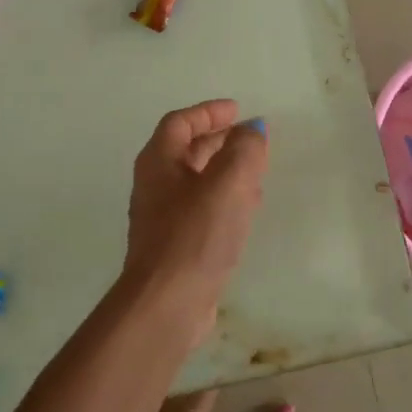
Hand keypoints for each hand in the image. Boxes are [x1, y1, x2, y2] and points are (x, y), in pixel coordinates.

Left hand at [124, 100, 269, 332]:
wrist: (168, 302)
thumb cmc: (195, 234)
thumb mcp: (228, 183)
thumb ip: (244, 150)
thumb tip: (252, 130)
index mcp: (159, 162)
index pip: (180, 123)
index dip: (209, 112)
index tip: (238, 110)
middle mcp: (155, 185)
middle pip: (187, 151)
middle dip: (219, 140)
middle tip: (250, 138)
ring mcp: (163, 217)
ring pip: (197, 181)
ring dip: (225, 170)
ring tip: (256, 170)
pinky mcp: (176, 245)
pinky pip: (203, 209)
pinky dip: (225, 199)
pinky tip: (247, 209)